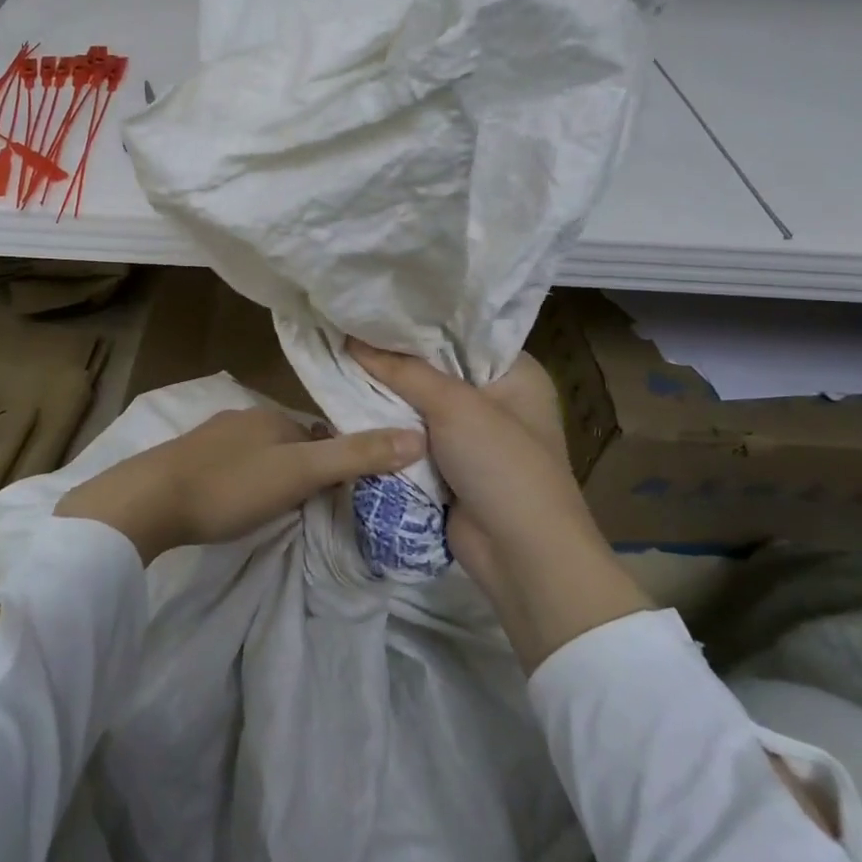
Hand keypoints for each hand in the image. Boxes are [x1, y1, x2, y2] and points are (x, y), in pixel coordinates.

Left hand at [56, 407, 423, 564]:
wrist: (149, 500)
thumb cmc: (231, 486)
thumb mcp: (299, 474)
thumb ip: (354, 456)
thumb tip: (417, 436)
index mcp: (271, 416)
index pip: (318, 432)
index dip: (334, 459)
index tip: (342, 490)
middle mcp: (242, 417)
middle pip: (288, 442)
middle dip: (302, 466)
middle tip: (310, 505)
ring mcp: (211, 437)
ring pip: (257, 453)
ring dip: (271, 474)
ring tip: (276, 508)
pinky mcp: (187, 459)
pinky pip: (229, 466)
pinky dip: (242, 480)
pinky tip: (236, 502)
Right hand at [348, 339, 649, 671]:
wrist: (522, 556)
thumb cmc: (502, 465)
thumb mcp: (455, 406)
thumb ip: (403, 370)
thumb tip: (352, 338)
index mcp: (516, 374)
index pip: (462, 333)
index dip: (419, 321)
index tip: (373, 306)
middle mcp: (497, 399)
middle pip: (437, 369)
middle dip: (395, 359)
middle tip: (347, 330)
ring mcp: (473, 435)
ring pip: (420, 405)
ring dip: (387, 395)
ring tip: (339, 360)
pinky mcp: (450, 465)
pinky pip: (413, 436)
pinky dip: (389, 428)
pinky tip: (350, 405)